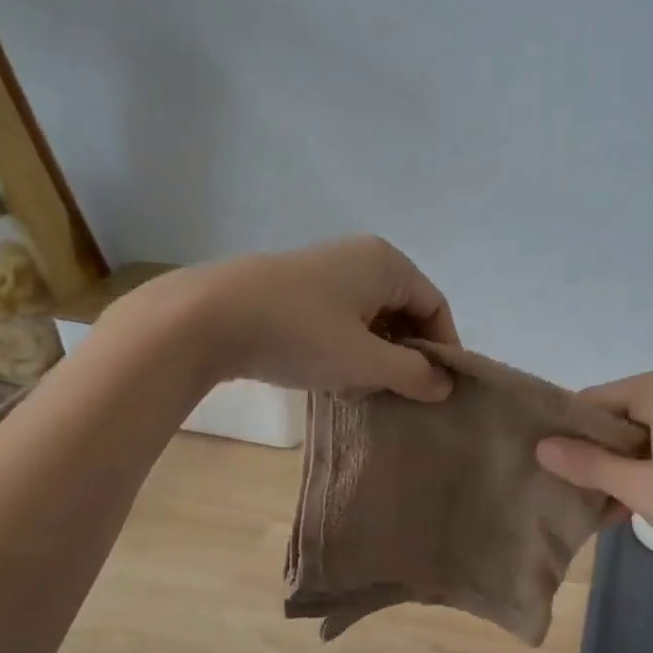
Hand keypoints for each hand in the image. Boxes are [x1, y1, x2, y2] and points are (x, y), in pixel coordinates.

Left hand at [167, 237, 459, 400]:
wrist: (207, 319)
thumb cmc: (300, 333)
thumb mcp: (365, 361)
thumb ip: (413, 374)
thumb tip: (445, 384)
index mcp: (386, 263)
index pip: (435, 306)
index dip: (444, 349)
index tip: (440, 390)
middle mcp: (360, 259)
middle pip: (404, 311)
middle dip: (406, 355)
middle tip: (401, 394)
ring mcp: (324, 273)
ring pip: (370, 320)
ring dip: (375, 358)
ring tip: (362, 391)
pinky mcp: (295, 291)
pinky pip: (340, 321)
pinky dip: (346, 350)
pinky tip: (331, 378)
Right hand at [535, 365, 652, 568]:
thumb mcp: (642, 487)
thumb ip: (589, 465)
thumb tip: (542, 447)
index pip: (595, 400)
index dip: (567, 433)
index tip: (546, 466)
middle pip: (620, 417)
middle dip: (595, 456)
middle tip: (567, 492)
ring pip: (643, 437)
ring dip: (620, 470)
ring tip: (594, 508)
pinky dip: (649, 472)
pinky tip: (628, 508)